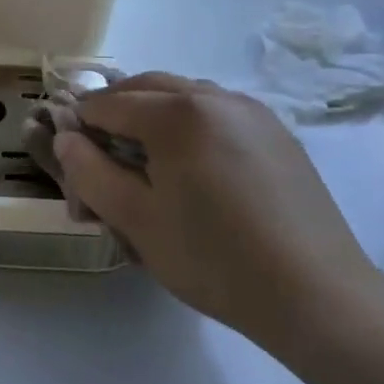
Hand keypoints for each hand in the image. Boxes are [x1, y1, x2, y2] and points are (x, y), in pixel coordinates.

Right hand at [53, 72, 377, 351]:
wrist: (317, 296)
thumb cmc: (214, 259)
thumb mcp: (135, 221)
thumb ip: (89, 173)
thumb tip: (66, 138)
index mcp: (177, 114)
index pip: (108, 103)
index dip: (79, 125)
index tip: (69, 153)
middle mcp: (215, 97)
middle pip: (146, 87)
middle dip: (114, 110)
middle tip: (99, 151)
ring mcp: (252, 111)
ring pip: (184, 95)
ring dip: (152, 112)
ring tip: (144, 158)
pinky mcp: (277, 133)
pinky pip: (217, 111)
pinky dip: (189, 123)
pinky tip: (192, 165)